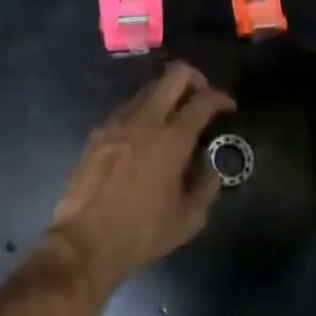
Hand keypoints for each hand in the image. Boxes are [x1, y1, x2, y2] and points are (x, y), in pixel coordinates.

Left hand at [48, 62, 235, 293]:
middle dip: (195, 78)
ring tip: (175, 119)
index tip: (229, 107)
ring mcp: (119, 120)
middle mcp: (146, 118)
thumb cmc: (142, 233)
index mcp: (172, 139)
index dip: (221, 98)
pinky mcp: (100, 129)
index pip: (203, 100)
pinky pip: (130, 107)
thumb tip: (210, 163)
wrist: (85, 241)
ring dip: (168, 94)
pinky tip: (147, 137)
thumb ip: (206, 184)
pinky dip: (146, 111)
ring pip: (150, 87)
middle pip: (174, 74)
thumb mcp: (188, 219)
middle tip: (202, 98)